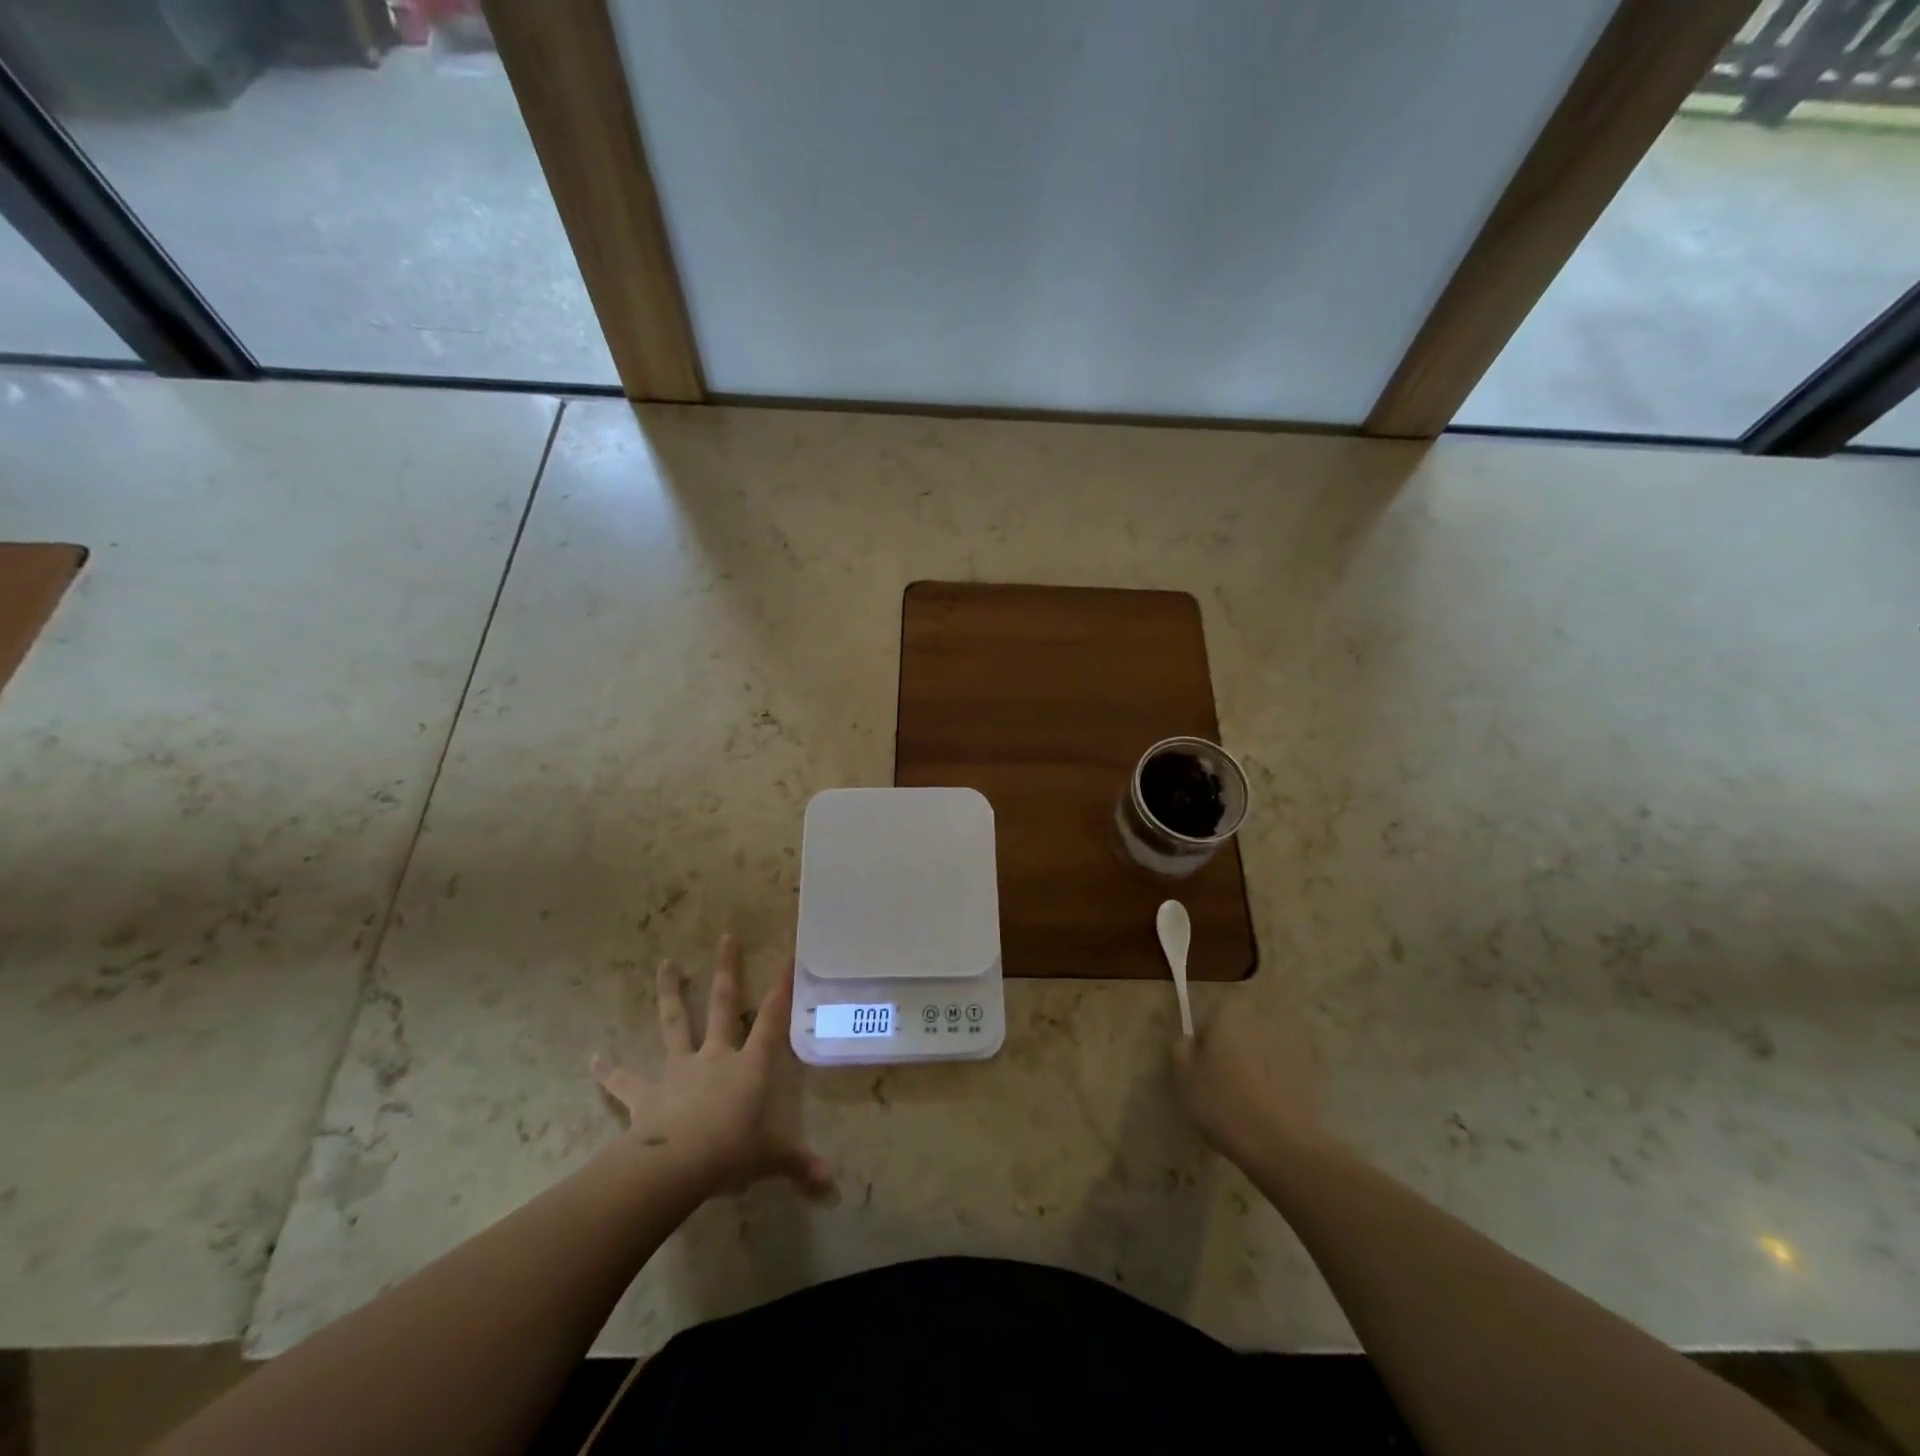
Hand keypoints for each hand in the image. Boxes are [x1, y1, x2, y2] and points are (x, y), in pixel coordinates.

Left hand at [592, 935, 833, 1198]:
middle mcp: (716, 1057)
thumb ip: (798, 1165)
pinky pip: (625, 1081)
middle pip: (723, 1005)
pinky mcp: (647, 1094)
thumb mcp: (770, 1159)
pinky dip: (610, 1072)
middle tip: (726, 937)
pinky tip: (594, 1059)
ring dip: (671, 993)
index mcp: (749, 1065)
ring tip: (666, 964)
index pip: (772, 1019)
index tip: (787, 956)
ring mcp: (679, 1070)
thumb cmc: (731, 1153)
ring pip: (675, 1023)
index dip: (781, 988)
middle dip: (726, 970)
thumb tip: (831, 1182)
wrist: (675, 1167)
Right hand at [1173, 995, 1330, 1166]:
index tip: (1203, 1058)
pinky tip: (1270, 1111)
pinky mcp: (1313, 1076)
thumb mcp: (1184, 1077)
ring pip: (1265, 1051)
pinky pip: (1287, 1073)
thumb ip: (1182, 1048)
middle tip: (1222, 1080)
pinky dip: (1279, 1084)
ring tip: (1247, 1099)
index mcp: (1229, 1015)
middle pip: (1243, 1029)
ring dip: (1258, 1066)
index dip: (1209, 1031)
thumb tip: (1191, 1039)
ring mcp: (1292, 1047)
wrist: (1282, 1146)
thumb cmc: (1223, 1103)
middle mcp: (1262, 1022)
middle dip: (1234, 1047)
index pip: (1216, 1009)